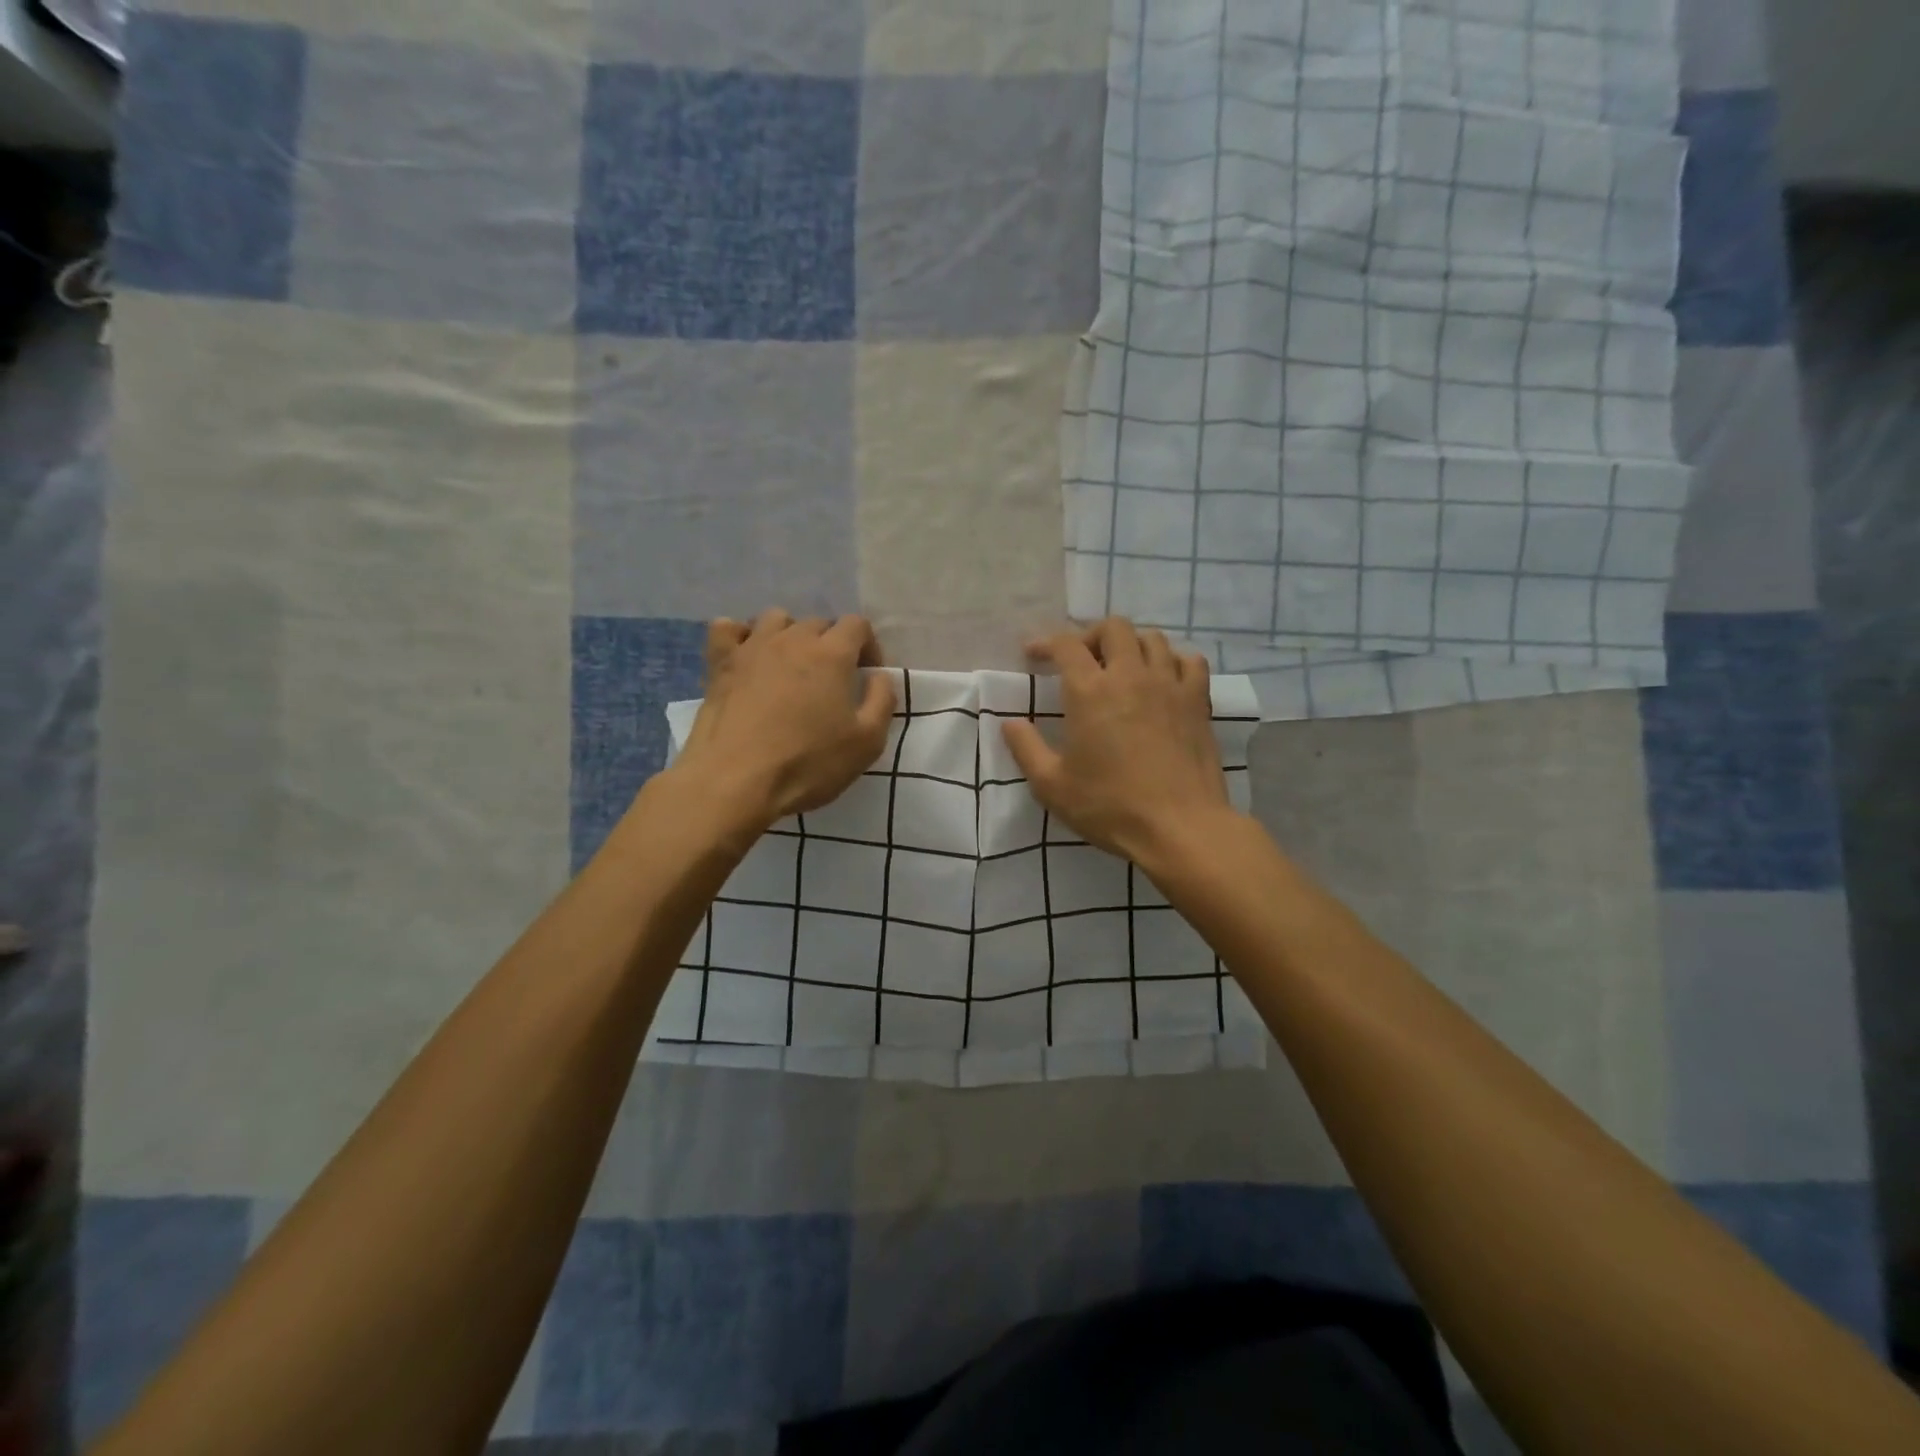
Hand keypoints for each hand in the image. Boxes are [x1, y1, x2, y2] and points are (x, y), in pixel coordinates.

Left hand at [671, 611, 894, 831]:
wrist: (735, 781)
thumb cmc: (808, 763)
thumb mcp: (867, 742)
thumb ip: (882, 700)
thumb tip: (879, 676)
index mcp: (832, 653)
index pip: (857, 625)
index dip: (868, 646)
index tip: (867, 676)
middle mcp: (792, 638)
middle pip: (818, 623)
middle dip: (831, 644)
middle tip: (831, 681)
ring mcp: (752, 647)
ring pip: (775, 619)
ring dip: (790, 635)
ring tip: (790, 667)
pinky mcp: (719, 663)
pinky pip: (726, 628)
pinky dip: (740, 635)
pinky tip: (746, 657)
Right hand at [1000, 618, 1234, 867]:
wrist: (1180, 827)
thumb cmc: (1110, 807)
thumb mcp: (1051, 785)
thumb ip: (1026, 748)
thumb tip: (1010, 723)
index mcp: (1089, 692)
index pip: (1066, 645)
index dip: (1046, 642)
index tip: (1034, 654)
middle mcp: (1130, 676)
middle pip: (1114, 628)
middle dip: (1092, 636)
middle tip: (1081, 660)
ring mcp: (1169, 685)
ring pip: (1152, 638)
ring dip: (1131, 645)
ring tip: (1121, 668)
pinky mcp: (1198, 701)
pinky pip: (1190, 661)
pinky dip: (1173, 660)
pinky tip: (1164, 679)